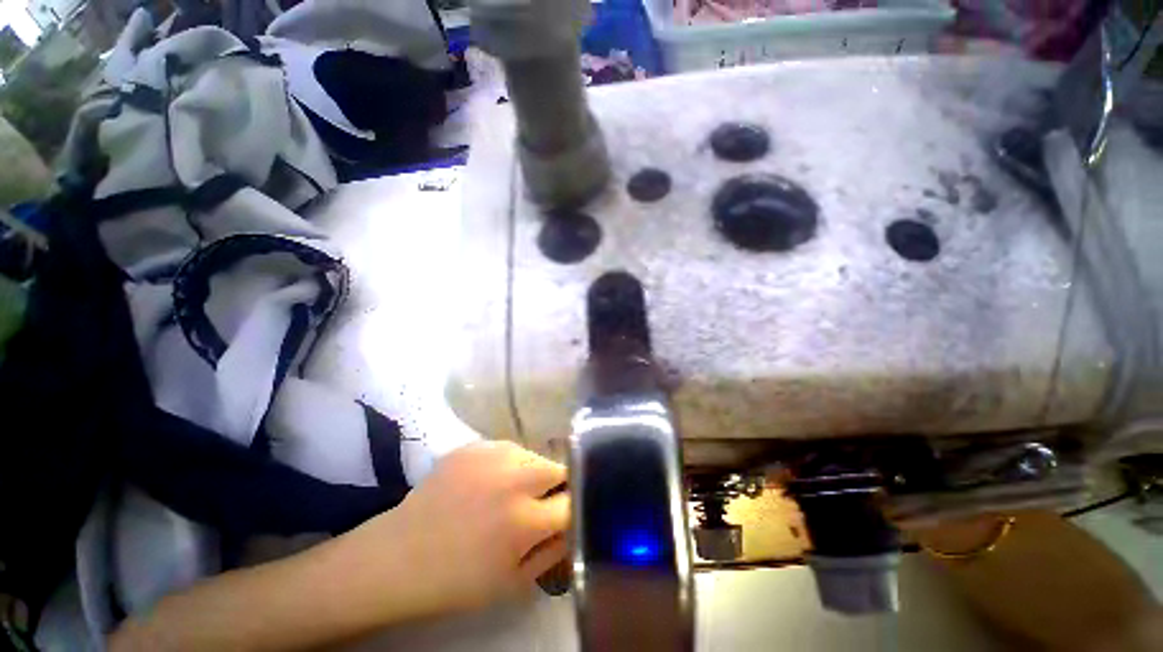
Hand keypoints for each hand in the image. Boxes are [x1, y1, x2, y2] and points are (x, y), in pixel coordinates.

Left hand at [344, 441, 569, 619]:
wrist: (400, 556)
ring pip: (534, 455)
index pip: (572, 502)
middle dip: (558, 486)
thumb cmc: (456, 581)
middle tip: (541, 502)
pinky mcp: (475, 447)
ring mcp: (493, 457)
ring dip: (533, 473)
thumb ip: (552, 553)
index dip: (572, 510)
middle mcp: (515, 480)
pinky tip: (490, 481)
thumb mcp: (512, 584)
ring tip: (513, 491)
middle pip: (559, 468)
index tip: (565, 515)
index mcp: (525, 520)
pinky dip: (510, 464)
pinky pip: (509, 449)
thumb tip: (572, 528)